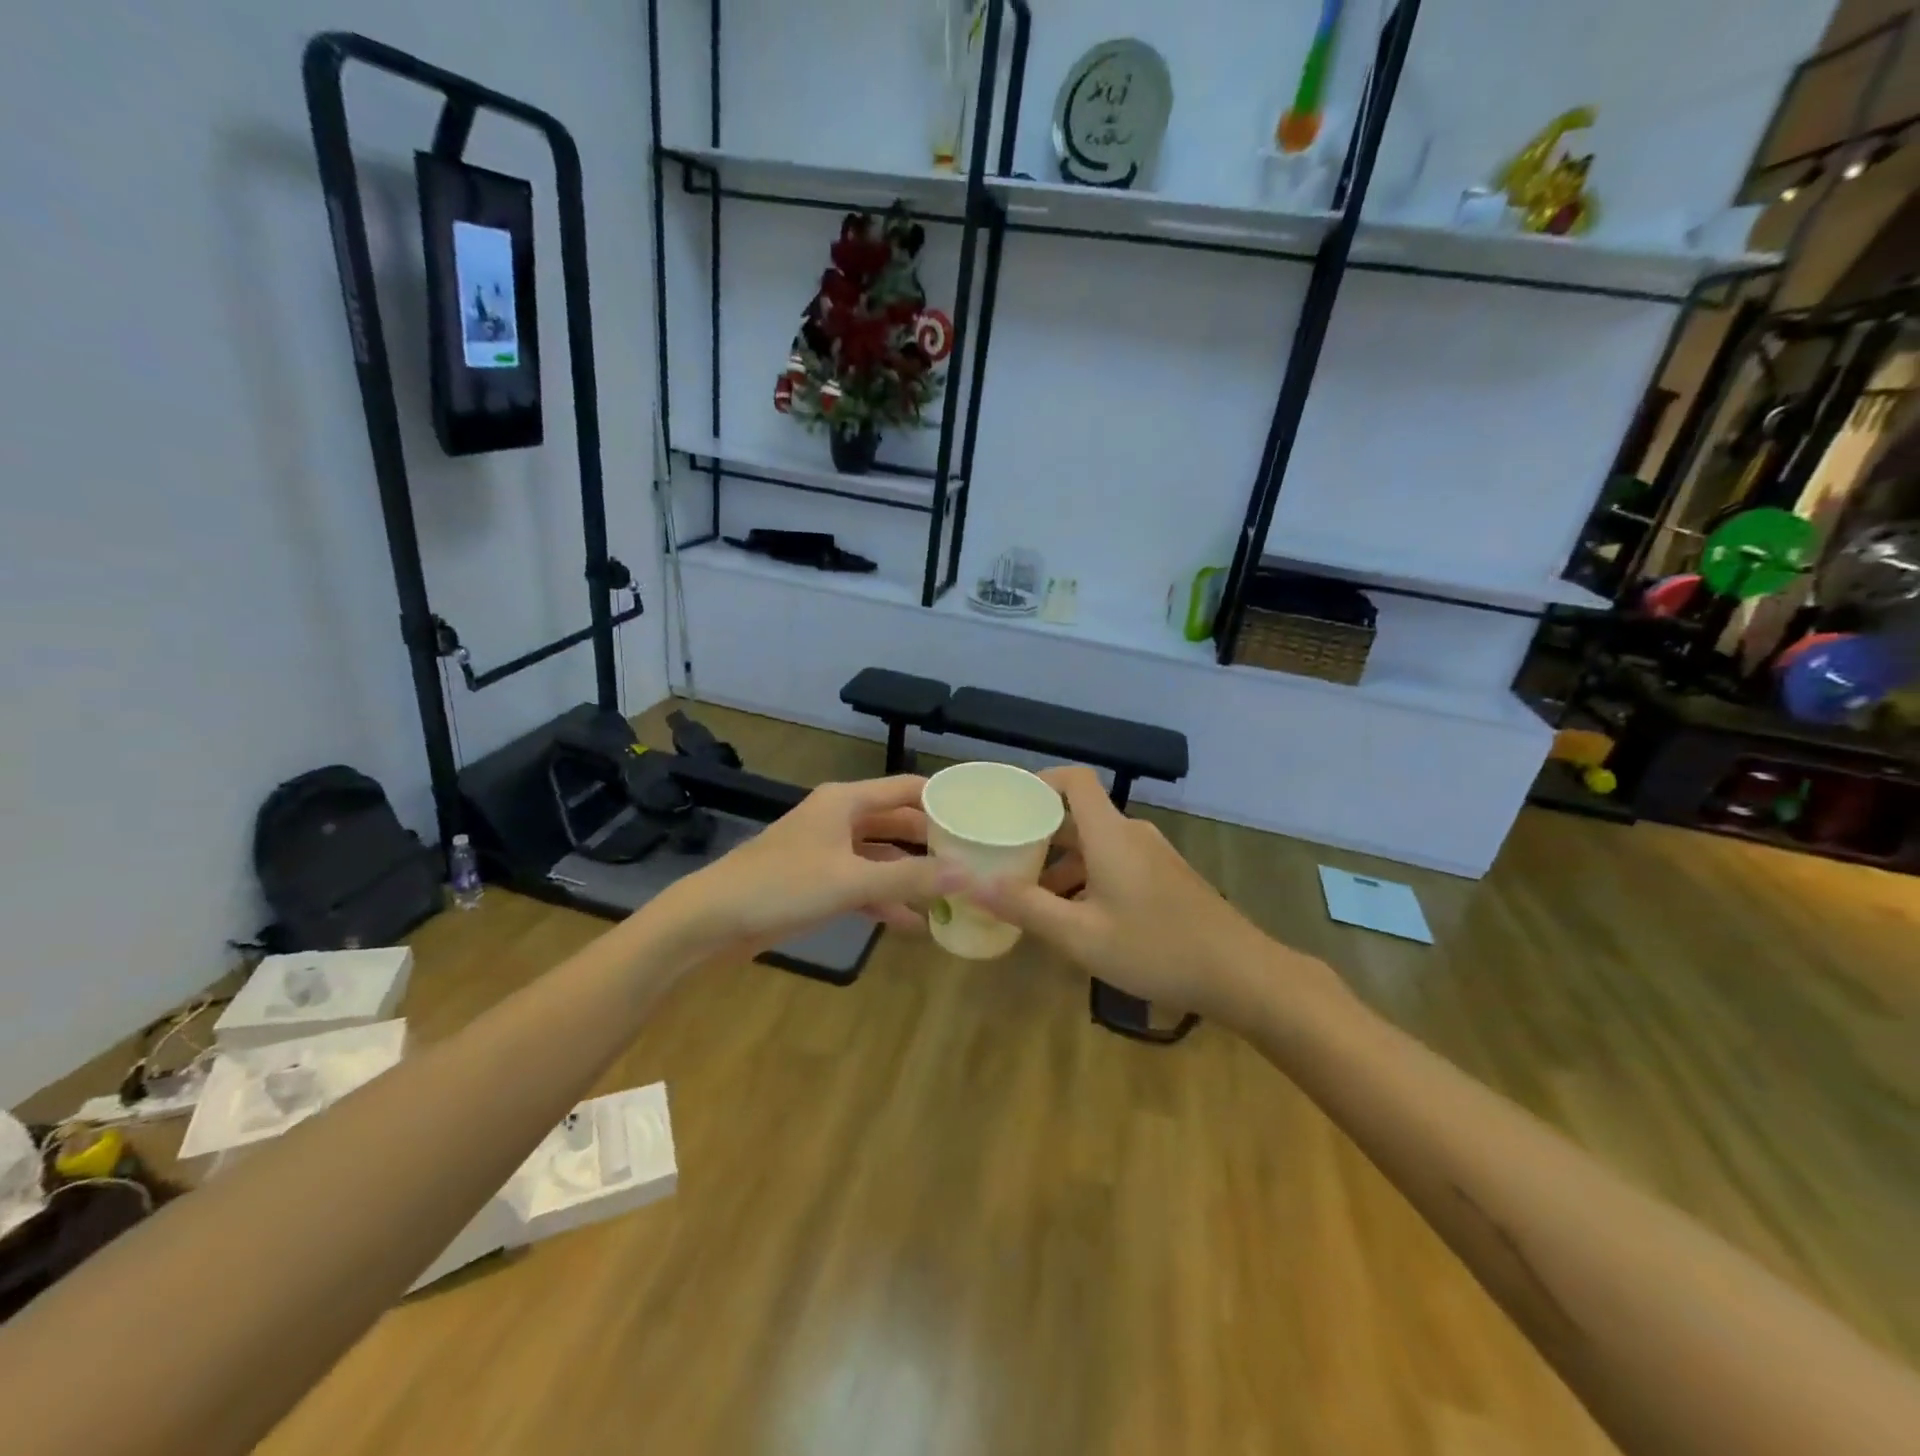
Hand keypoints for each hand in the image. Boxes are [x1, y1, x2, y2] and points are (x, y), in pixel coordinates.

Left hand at [657, 775, 958, 957]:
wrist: (712, 920)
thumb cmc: (782, 886)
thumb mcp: (851, 881)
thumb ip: (910, 877)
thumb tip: (968, 874)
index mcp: (846, 801)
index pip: (906, 788)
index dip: (942, 799)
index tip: (979, 817)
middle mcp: (839, 818)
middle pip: (897, 823)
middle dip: (930, 843)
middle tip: (971, 862)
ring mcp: (826, 851)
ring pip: (881, 857)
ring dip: (909, 876)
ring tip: (949, 897)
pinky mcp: (816, 882)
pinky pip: (861, 884)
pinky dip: (884, 900)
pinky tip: (911, 925)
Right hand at [969, 766, 1297, 1025]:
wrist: (1242, 974)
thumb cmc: (1156, 949)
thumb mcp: (1082, 936)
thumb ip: (1026, 907)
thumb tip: (973, 883)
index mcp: (1110, 834)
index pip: (1074, 780)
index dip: (1039, 781)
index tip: (1007, 804)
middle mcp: (1132, 834)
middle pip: (1079, 815)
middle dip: (1040, 833)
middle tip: (1003, 856)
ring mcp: (1154, 856)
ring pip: (1097, 844)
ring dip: (1063, 863)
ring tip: (1032, 897)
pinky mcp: (1166, 877)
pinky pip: (1116, 862)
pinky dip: (1088, 877)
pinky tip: (1076, 918)